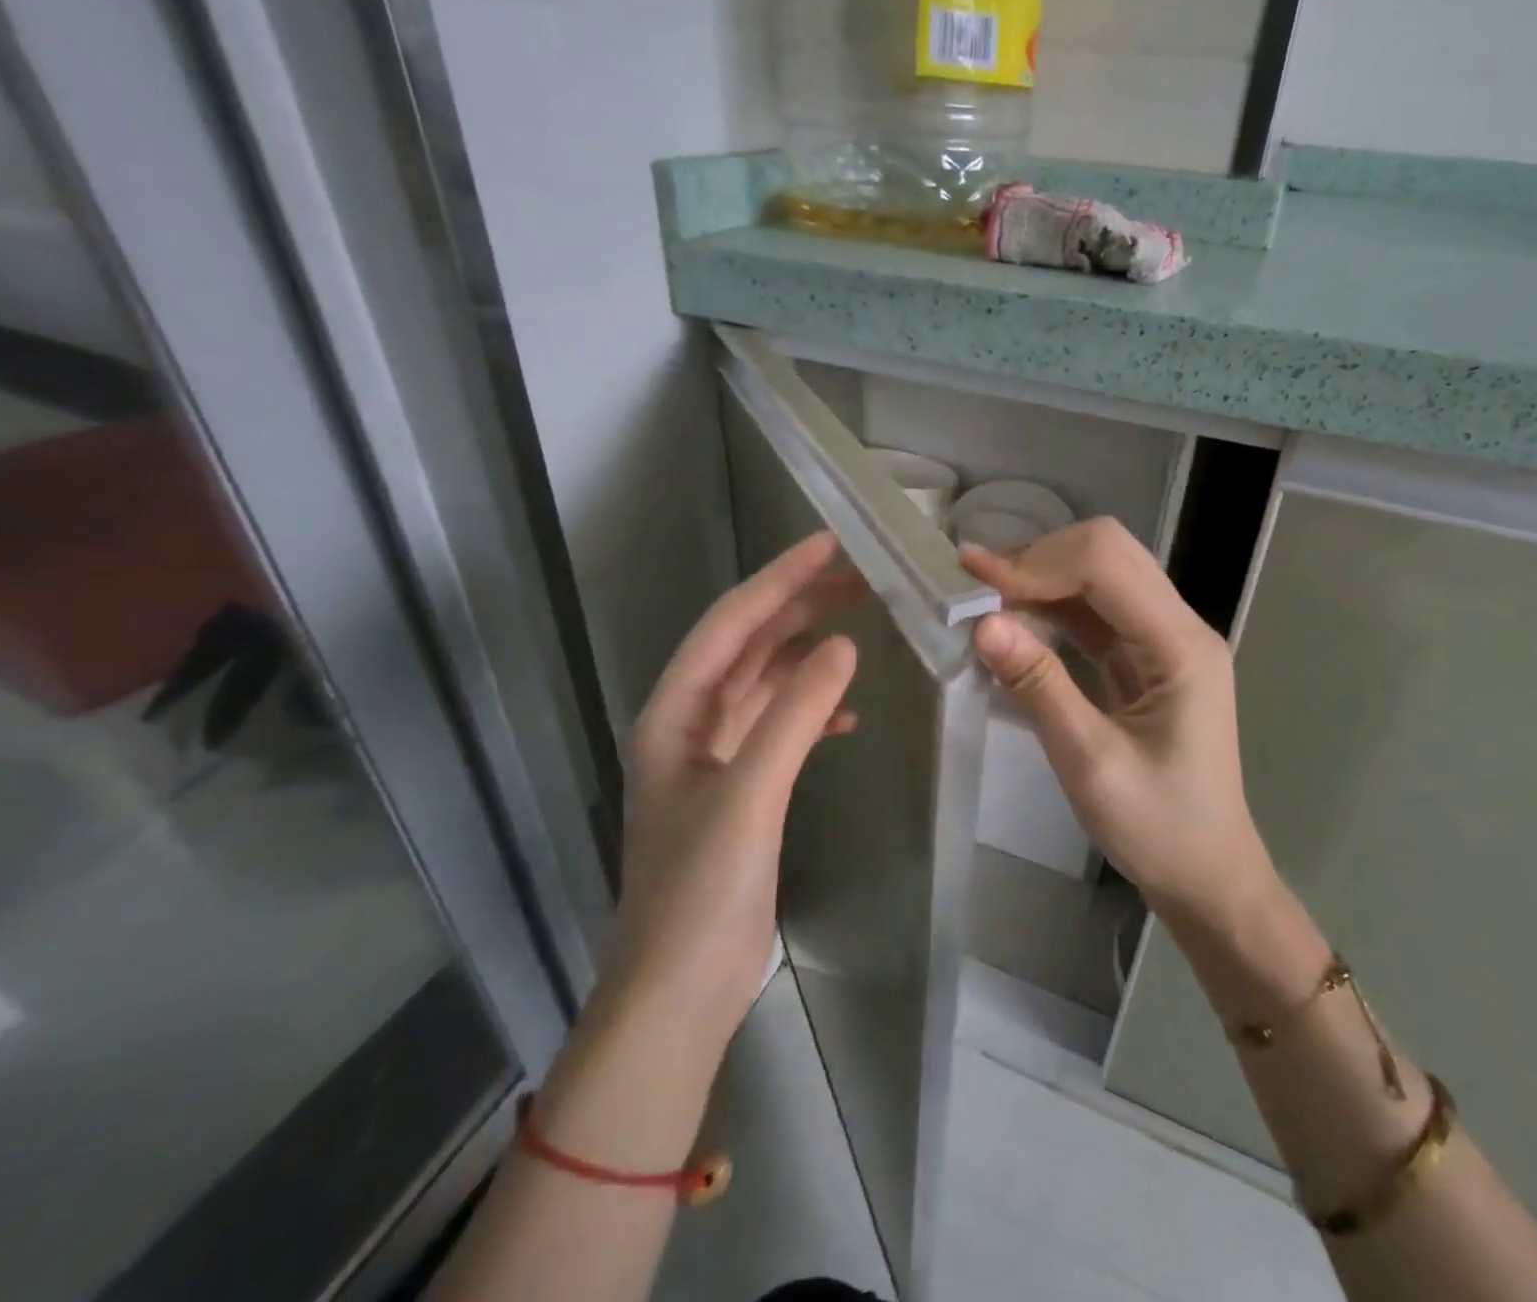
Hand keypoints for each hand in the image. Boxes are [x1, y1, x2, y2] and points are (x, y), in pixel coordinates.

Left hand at [615, 531, 858, 1056]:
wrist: (681, 991)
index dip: (778, 580)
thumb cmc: (704, 890)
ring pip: (765, 685)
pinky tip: (848, 715)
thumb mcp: (751, 793)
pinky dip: (812, 712)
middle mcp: (691, 725)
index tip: (829, 544)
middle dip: (799, 608)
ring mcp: (717, 760)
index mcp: (675, 714)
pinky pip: (779, 729)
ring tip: (860, 630)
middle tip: (860, 578)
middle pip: (748, 647)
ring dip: (808, 656)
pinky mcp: (742, 792)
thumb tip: (843, 645)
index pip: (730, 625)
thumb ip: (795, 715)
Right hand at [959, 518, 1277, 926]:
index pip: (1107, 563)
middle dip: (1039, 559)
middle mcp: (1180, 627)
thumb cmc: (1158, 829)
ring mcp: (1165, 640)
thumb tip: (982, 625)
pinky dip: (1052, 606)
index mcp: (1181, 646)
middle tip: (976, 587)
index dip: (1039, 562)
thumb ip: (1039, 687)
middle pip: (1108, 553)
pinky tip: (1014, 620)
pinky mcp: (1146, 658)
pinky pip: (1096, 611)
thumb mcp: (1090, 763)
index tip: (976, 583)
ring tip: (984, 596)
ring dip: (1042, 578)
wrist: (1207, 876)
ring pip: (1100, 574)